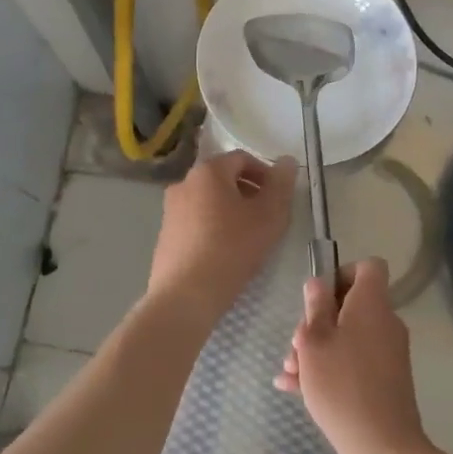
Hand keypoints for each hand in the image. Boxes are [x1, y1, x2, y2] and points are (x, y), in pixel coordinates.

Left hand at [146, 150, 296, 330]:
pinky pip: (195, 221)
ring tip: (248, 236)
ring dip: (230, 210)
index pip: (242, 158)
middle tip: (267, 217)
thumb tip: (287, 160)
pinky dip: (212, 227)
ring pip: (208, 200)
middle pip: (223, 178)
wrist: (185, 294)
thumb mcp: (269, 216)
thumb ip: (281, 185)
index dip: (265, 173)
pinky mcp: (165, 235)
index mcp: (208, 171)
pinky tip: (224, 252)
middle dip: (248, 192)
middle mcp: (184, 183)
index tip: (279, 197)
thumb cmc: (232, 248)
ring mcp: (170, 210)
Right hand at [275, 258, 429, 453]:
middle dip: (318, 320)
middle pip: (351, 305)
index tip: (319, 297)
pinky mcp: (387, 380)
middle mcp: (385, 322)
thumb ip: (315, 307)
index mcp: (372, 303)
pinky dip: (330, 368)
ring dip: (318, 348)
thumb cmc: (342, 385)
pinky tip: (296, 389)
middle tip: (296, 345)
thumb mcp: (314, 342)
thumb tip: (318, 283)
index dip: (342, 274)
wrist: (383, 447)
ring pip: (348, 336)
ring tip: (290, 371)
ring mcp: (389, 352)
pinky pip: (355, 361)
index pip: (368, 267)